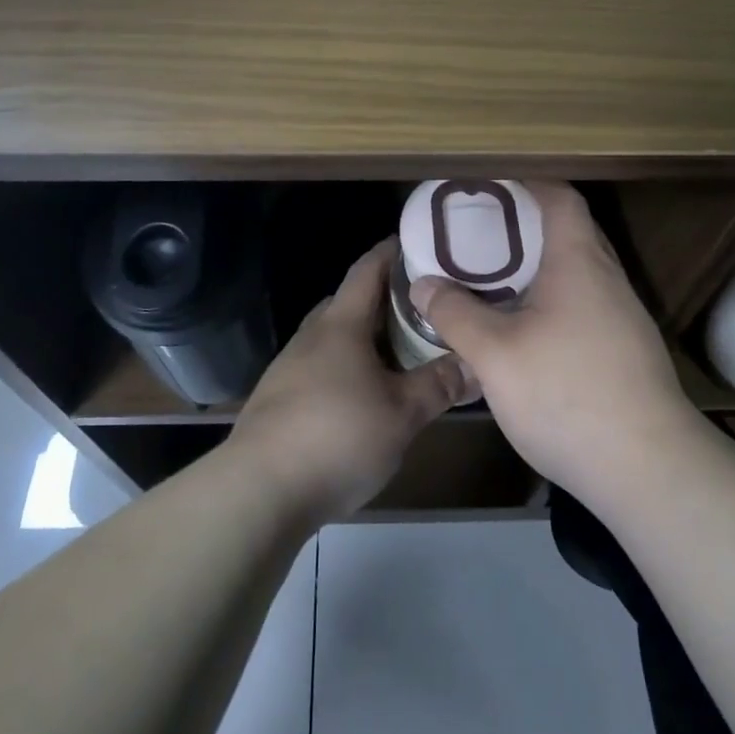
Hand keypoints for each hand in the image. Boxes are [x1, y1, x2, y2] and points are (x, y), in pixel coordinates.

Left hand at [228, 237, 478, 523]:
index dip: (392, 252)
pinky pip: (321, 367)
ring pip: (334, 337)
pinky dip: (347, 367)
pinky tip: (364, 395)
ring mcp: (289, 367)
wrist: (258, 490)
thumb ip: (439, 385)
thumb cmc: (337, 437)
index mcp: (341, 324)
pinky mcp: (278, 399)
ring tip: (400, 353)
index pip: (367, 269)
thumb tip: (476, 363)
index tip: (419, 243)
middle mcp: (312, 336)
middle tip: (423, 308)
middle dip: (384, 299)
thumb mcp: (402, 414)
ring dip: (365, 338)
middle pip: (349, 302)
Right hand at [409, 182, 698, 503]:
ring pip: (580, 271)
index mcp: (578, 261)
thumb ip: (455, 314)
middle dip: (527, 224)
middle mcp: (607, 278)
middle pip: (571, 230)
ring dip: (541, 266)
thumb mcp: (494, 354)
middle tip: (483, 232)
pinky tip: (528, 330)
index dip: (528, 182)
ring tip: (497, 279)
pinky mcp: (629, 350)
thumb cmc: (566, 393)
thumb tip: (424, 283)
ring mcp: (624, 316)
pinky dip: (556, 299)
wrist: (648, 468)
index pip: (560, 197)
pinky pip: (587, 303)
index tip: (492, 183)